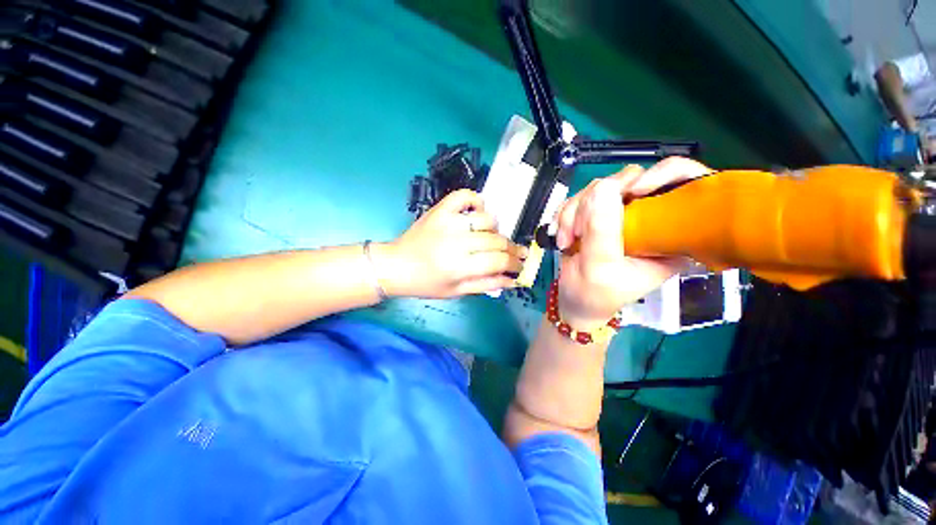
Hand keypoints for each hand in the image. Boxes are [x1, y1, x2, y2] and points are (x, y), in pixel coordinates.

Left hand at [381, 189, 527, 298]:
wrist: (396, 265)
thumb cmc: (426, 283)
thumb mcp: (457, 291)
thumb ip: (486, 284)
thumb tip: (513, 280)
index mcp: (459, 266)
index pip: (499, 261)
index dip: (515, 263)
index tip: (521, 265)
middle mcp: (456, 242)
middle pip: (496, 240)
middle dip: (512, 249)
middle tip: (516, 253)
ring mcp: (448, 221)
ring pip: (487, 219)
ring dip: (495, 229)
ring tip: (491, 237)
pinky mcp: (440, 210)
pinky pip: (465, 196)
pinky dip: (476, 201)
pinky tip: (478, 212)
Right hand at [553, 157, 711, 327]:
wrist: (574, 299)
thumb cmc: (595, 293)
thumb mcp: (600, 267)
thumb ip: (602, 230)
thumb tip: (603, 187)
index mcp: (670, 234)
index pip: (686, 184)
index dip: (664, 174)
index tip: (633, 191)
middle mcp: (647, 218)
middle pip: (629, 180)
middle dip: (593, 204)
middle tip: (577, 231)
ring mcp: (620, 213)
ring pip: (597, 188)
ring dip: (573, 213)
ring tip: (566, 241)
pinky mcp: (597, 214)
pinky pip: (579, 198)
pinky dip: (565, 215)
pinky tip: (561, 236)